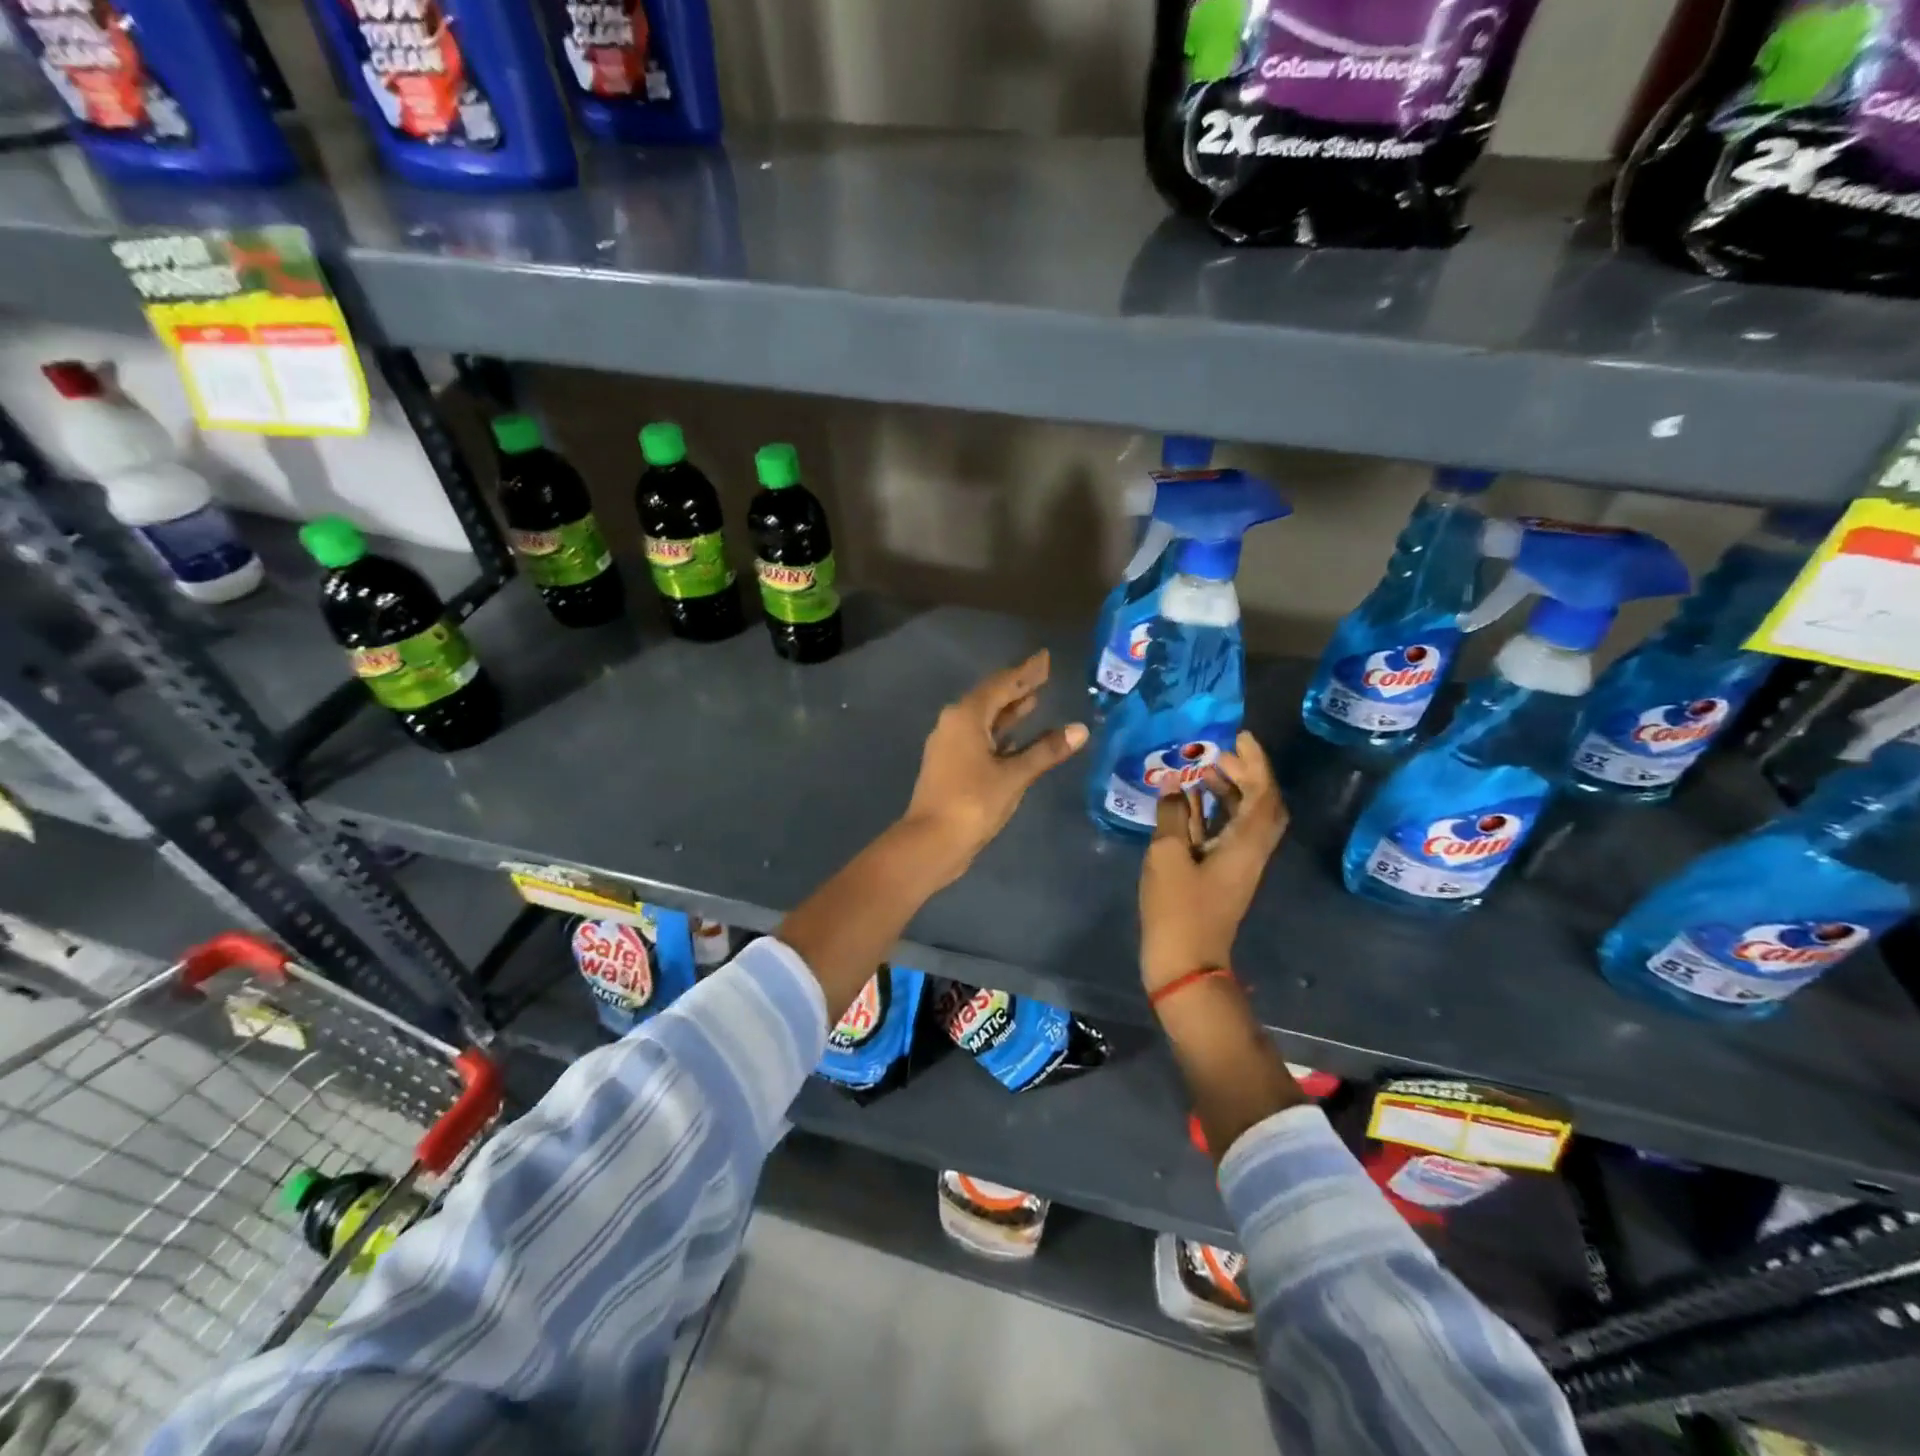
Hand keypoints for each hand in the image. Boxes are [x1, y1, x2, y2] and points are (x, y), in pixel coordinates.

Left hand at [901, 650, 1088, 881]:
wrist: (931, 841)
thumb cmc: (973, 802)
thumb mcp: (1014, 775)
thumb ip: (1046, 751)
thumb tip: (1079, 730)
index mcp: (966, 716)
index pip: (1002, 684)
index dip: (1026, 671)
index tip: (1044, 657)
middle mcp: (954, 722)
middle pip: (990, 697)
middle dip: (1017, 687)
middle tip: (1043, 674)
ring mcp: (950, 744)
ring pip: (984, 718)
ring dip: (1008, 710)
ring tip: (1034, 698)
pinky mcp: (951, 763)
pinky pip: (979, 736)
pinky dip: (1000, 732)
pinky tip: (1017, 736)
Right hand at [1139, 731, 1287, 993]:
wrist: (1184, 963)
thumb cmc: (1178, 908)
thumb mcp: (1167, 856)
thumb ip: (1171, 815)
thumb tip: (1171, 784)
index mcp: (1246, 843)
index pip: (1264, 794)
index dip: (1256, 763)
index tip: (1239, 737)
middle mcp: (1250, 850)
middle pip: (1261, 804)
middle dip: (1245, 773)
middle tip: (1216, 752)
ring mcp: (1236, 864)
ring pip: (1243, 817)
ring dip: (1228, 790)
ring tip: (1199, 769)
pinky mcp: (1220, 874)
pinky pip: (1225, 832)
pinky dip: (1212, 811)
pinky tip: (1187, 801)